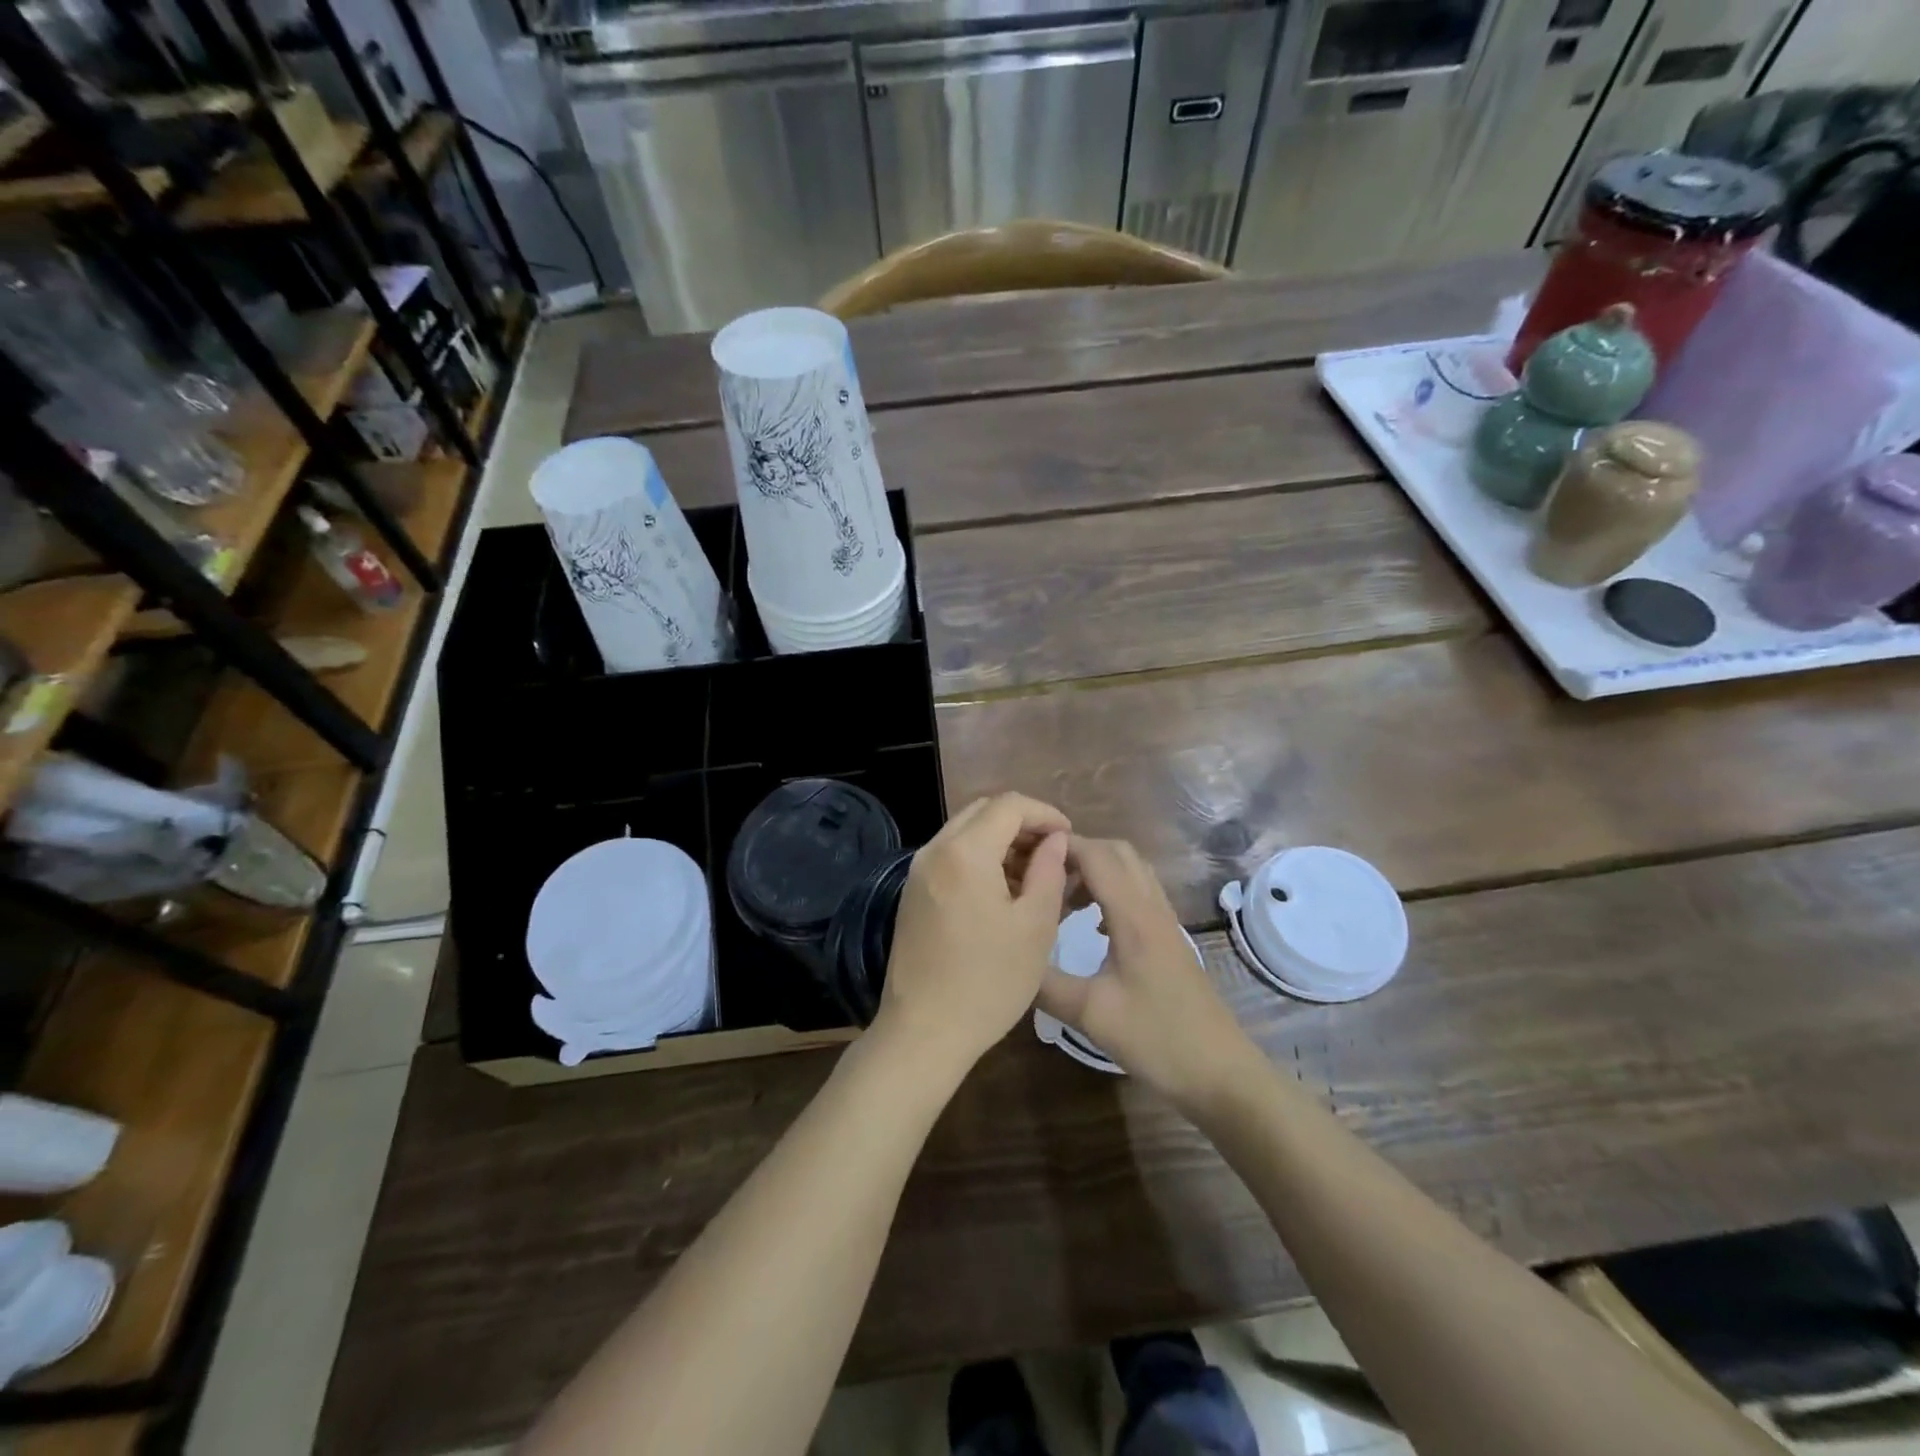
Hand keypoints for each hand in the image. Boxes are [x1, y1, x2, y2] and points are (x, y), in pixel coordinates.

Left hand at [876, 793, 1070, 1075]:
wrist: (923, 1032)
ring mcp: (918, 872)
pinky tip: (1003, 892)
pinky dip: (980, 859)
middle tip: (1053, 853)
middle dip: (1022, 824)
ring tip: (1034, 875)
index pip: (1009, 805)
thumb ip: (1049, 871)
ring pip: (965, 833)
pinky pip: (950, 857)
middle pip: (983, 812)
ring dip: (1001, 841)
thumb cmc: (988, 982)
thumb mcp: (1035, 927)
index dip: (1045, 813)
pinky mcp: (912, 893)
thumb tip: (1055, 840)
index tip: (1069, 837)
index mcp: (964, 852)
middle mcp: (934, 850)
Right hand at [1038, 838, 1262, 1110]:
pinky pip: (1138, 893)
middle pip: (1116, 852)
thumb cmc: (1157, 1038)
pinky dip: (1111, 891)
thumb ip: (1045, 983)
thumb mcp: (1090, 1014)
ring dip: (1096, 870)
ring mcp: (1165, 922)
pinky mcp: (1169, 939)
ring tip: (1062, 898)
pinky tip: (1092, 923)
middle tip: (1043, 876)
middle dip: (1077, 853)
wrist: (1219, 1072)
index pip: (1096, 855)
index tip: (1024, 854)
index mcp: (1133, 916)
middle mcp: (1152, 908)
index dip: (1061, 846)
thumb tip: (1009, 956)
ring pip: (1131, 870)